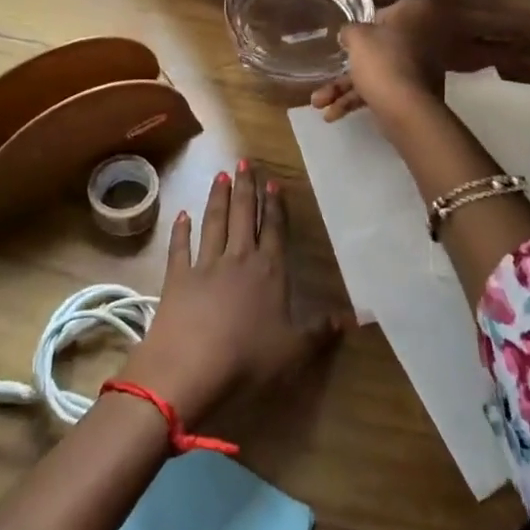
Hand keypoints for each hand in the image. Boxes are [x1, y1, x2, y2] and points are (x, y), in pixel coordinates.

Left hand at [124, 162, 346, 425]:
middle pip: (243, 216)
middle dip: (245, 188)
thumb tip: (353, 318)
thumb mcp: (294, 351)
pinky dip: (181, 230)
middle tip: (244, 162)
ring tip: (220, 175)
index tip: (273, 182)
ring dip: (218, 198)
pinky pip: (180, 247)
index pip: (274, 230)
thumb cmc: (248, 359)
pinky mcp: (176, 277)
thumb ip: (320, 332)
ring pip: (214, 223)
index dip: (274, 206)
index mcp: (269, 272)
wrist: (190, 367)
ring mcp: (205, 265)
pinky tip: (182, 214)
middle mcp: (238, 259)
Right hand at [310, 0, 448, 124]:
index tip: (345, 38)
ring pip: (377, 72)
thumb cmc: (382, 62)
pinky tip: (333, 115)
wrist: (407, 111)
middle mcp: (422, 38)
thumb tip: (349, 33)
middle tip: (324, 73)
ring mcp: (420, 68)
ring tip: (319, 103)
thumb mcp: (357, 37)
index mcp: (414, 14)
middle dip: (347, 67)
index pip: (384, 12)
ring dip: (345, 88)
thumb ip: (350, 30)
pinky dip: (359, 100)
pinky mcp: (414, 94)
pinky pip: (382, 90)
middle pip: (379, 47)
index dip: (362, 25)